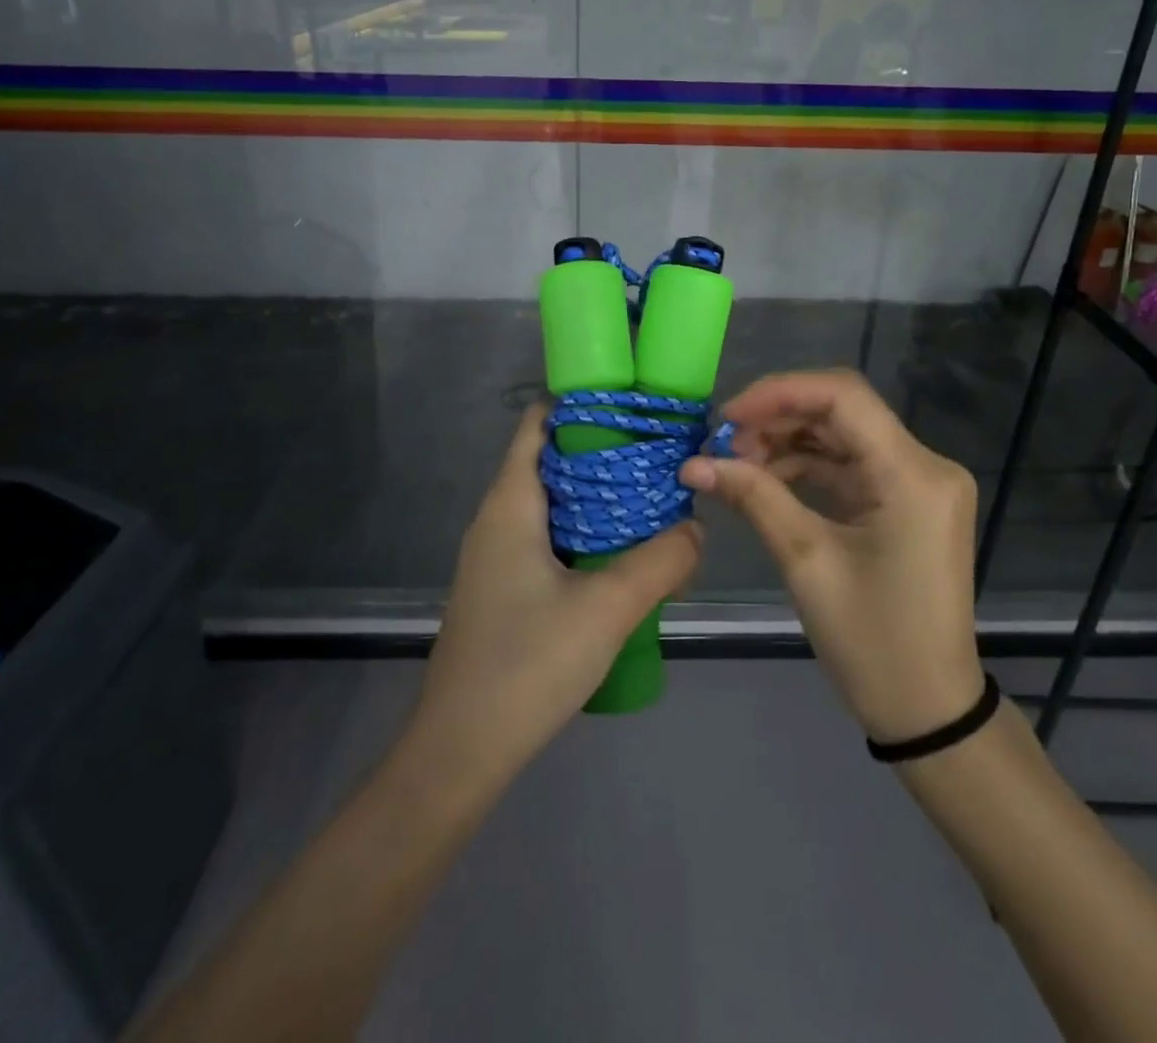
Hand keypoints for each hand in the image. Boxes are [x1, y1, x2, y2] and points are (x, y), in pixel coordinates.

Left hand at [410, 405, 701, 786]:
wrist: (460, 751)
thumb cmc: (527, 664)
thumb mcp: (607, 609)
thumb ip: (660, 563)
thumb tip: (695, 529)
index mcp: (510, 504)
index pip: (538, 424)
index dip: (582, 404)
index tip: (635, 407)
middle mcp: (497, 519)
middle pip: (550, 461)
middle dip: (603, 453)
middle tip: (659, 458)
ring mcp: (495, 557)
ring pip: (552, 505)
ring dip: (598, 499)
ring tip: (652, 503)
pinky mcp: (502, 590)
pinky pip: (547, 541)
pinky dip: (584, 534)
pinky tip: (622, 559)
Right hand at [681, 370, 982, 742]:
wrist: (928, 710)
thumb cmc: (871, 642)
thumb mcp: (806, 562)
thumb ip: (753, 498)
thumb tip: (693, 464)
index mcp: (913, 474)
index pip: (843, 396)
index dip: (778, 393)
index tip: (726, 416)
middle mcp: (925, 465)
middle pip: (842, 412)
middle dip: (777, 419)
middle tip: (723, 445)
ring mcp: (919, 483)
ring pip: (842, 436)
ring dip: (787, 442)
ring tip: (736, 464)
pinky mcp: (907, 502)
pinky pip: (851, 466)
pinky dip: (807, 467)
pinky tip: (765, 479)